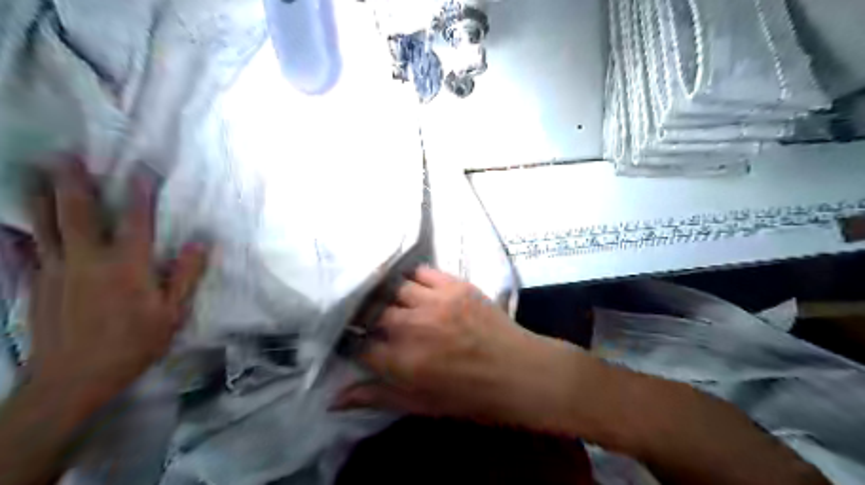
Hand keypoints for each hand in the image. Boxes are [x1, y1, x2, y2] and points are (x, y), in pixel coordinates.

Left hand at [26, 160, 207, 408]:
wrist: (73, 379)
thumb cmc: (133, 344)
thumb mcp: (172, 313)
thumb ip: (185, 276)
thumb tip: (200, 244)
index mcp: (126, 266)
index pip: (135, 221)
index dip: (140, 194)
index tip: (142, 170)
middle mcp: (87, 260)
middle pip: (76, 213)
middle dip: (72, 182)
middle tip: (65, 155)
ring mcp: (55, 271)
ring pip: (44, 226)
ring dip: (41, 196)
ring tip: (37, 174)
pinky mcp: (36, 285)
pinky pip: (29, 251)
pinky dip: (24, 234)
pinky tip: (17, 226)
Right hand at [331, 268, 579, 428]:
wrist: (519, 372)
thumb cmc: (469, 396)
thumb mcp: (420, 404)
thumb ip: (376, 397)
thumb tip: (333, 399)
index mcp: (403, 362)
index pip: (358, 345)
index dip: (351, 344)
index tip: (353, 343)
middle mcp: (413, 327)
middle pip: (372, 312)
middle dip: (365, 317)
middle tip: (369, 320)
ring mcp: (435, 301)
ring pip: (393, 288)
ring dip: (387, 296)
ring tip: (388, 300)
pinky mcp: (454, 285)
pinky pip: (421, 271)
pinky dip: (411, 278)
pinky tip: (411, 286)